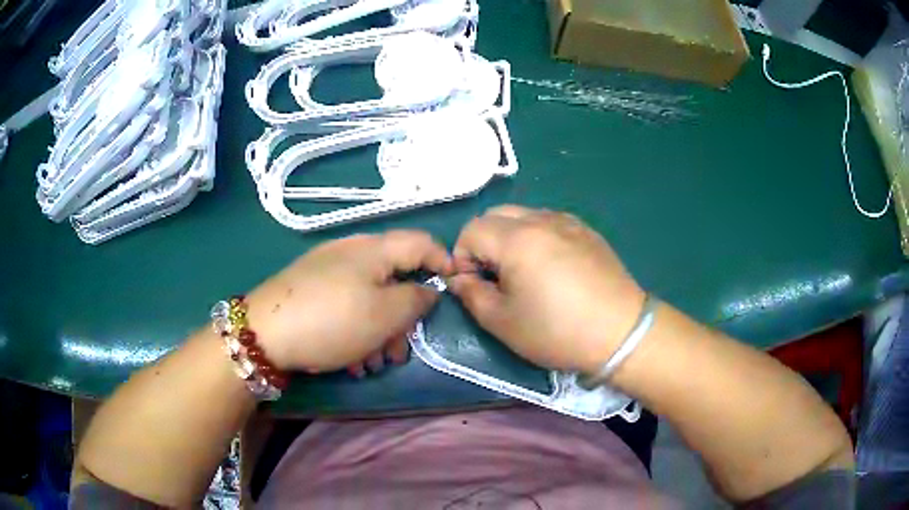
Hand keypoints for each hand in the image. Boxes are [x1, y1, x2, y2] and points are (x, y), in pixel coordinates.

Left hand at [244, 231, 450, 373]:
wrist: (263, 333)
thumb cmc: (332, 321)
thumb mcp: (385, 314)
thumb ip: (416, 299)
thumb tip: (427, 290)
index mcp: (373, 249)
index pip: (421, 242)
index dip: (443, 261)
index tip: (454, 288)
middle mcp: (351, 253)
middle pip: (393, 278)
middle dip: (403, 318)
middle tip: (400, 351)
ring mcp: (327, 271)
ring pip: (369, 297)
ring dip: (379, 332)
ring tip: (373, 364)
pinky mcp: (310, 290)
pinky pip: (345, 306)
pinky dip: (355, 330)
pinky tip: (350, 359)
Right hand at [449, 205, 644, 373]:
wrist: (621, 332)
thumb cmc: (558, 331)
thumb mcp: (503, 323)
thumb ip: (471, 295)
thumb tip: (460, 279)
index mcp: (517, 239)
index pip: (471, 230)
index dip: (462, 257)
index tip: (474, 285)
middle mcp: (541, 219)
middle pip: (495, 215)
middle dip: (484, 243)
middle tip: (495, 277)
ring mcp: (568, 222)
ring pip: (523, 215)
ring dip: (509, 237)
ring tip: (524, 273)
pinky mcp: (587, 231)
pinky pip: (549, 222)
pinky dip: (536, 236)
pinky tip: (551, 268)